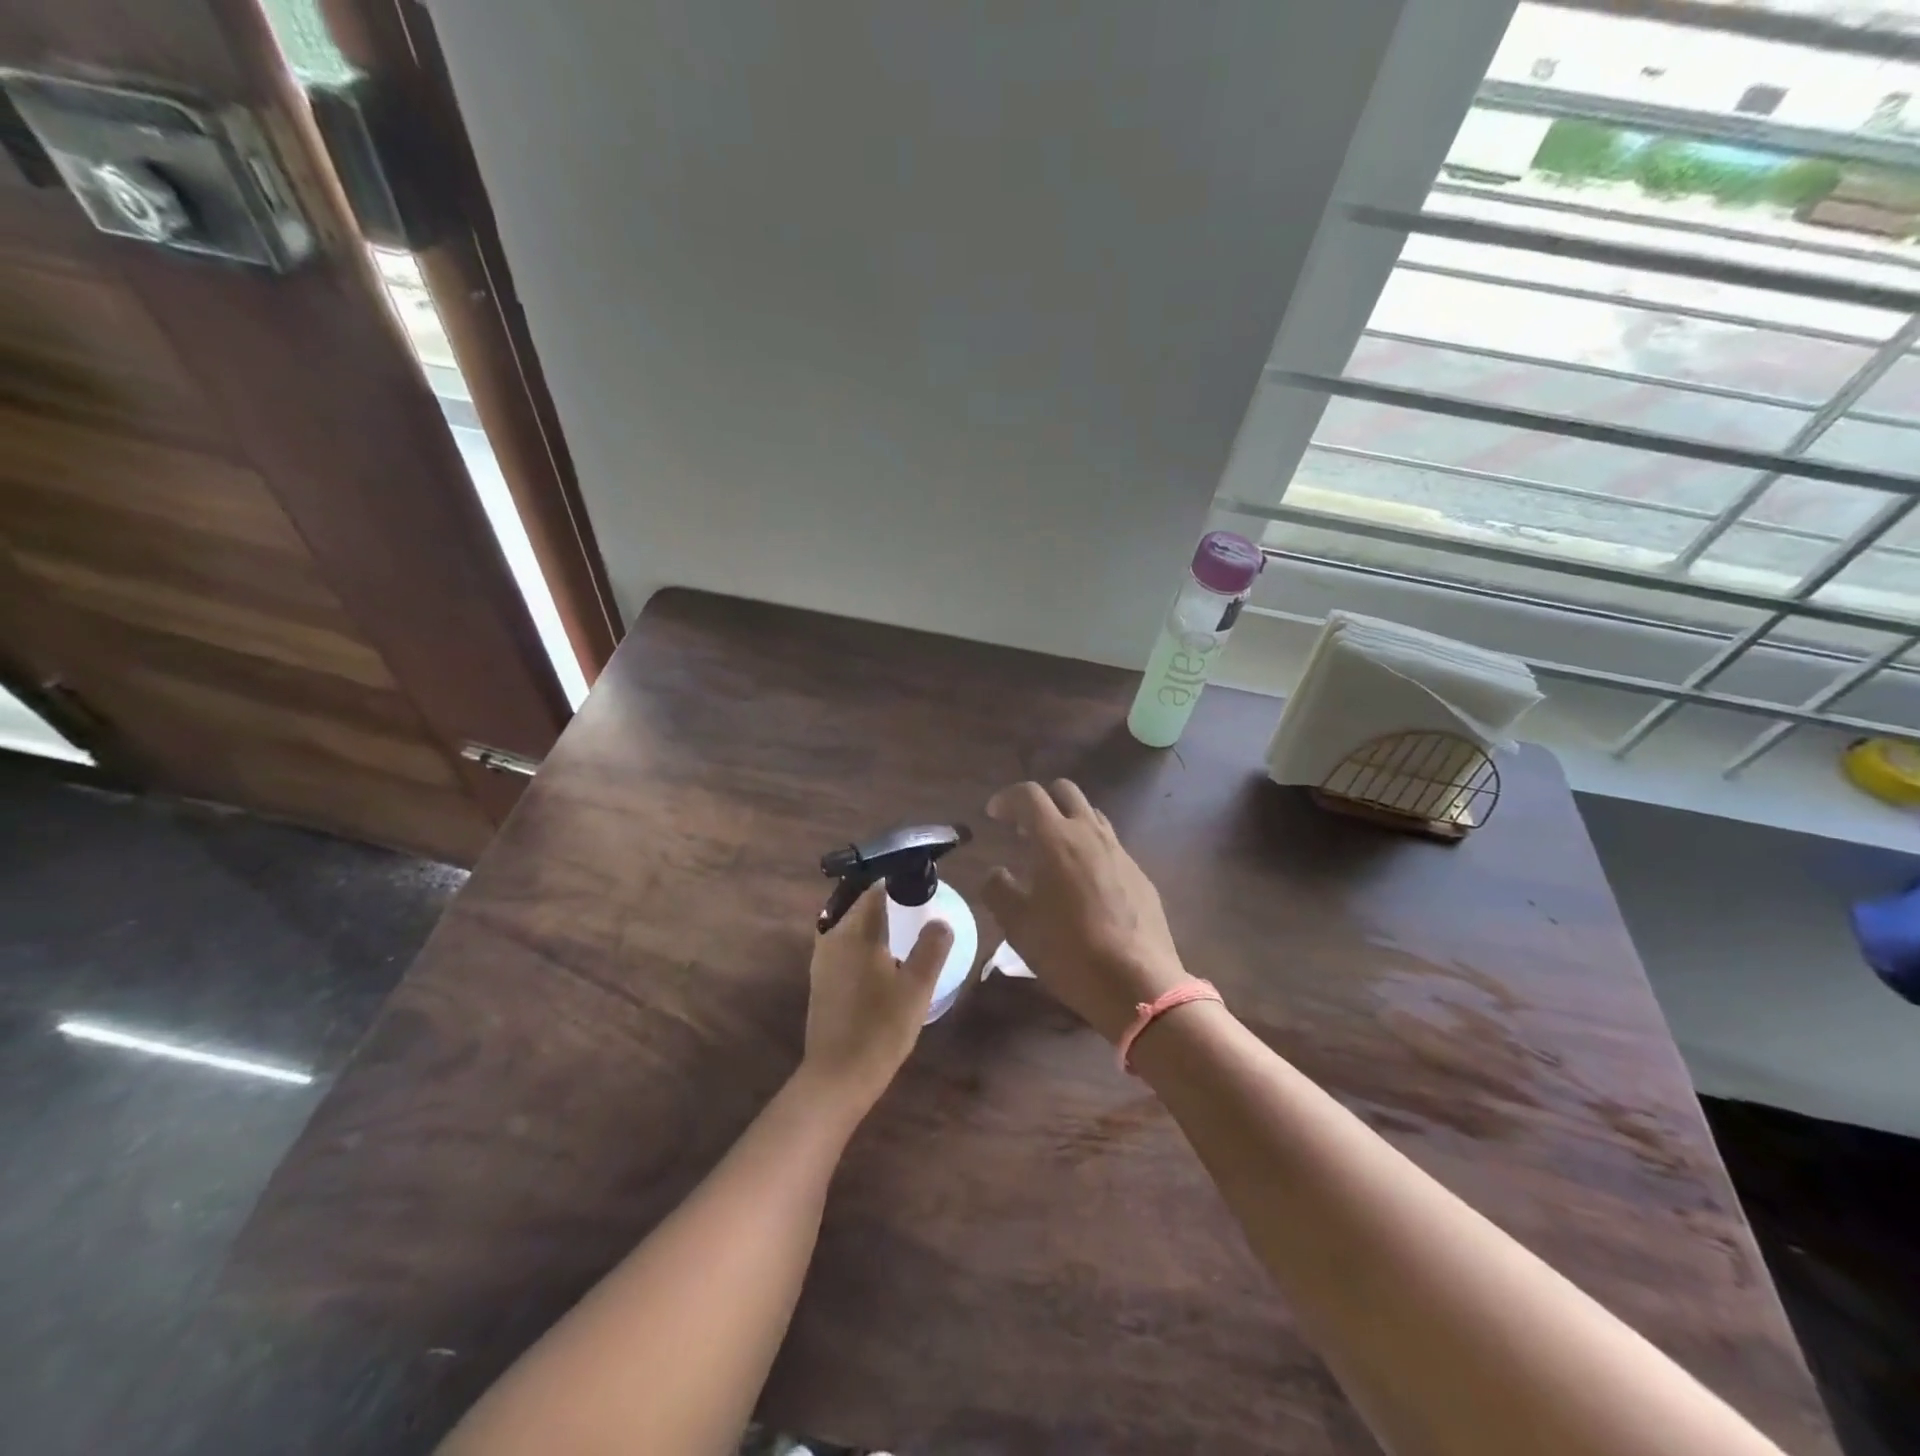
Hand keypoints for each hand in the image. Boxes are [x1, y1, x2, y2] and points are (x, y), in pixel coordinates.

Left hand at [801, 884, 952, 1111]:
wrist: (837, 1078)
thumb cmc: (880, 1028)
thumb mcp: (917, 987)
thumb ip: (931, 948)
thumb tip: (941, 921)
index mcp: (854, 931)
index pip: (874, 888)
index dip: (897, 880)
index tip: (920, 881)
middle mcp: (832, 938)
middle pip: (859, 905)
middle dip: (886, 899)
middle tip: (917, 903)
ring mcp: (822, 961)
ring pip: (850, 926)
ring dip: (874, 922)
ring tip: (904, 927)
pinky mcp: (821, 982)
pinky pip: (845, 946)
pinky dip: (864, 942)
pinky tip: (884, 959)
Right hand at [980, 780, 1189, 1041]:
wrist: (1137, 983)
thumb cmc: (1068, 951)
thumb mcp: (1018, 925)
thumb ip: (998, 890)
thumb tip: (996, 873)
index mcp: (1056, 839)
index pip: (1028, 795)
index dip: (1007, 799)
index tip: (994, 815)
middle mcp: (1090, 834)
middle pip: (1065, 791)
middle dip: (1041, 801)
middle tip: (1025, 829)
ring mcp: (1120, 852)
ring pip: (1091, 816)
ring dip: (1068, 823)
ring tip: (1054, 855)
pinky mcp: (1140, 874)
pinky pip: (1110, 846)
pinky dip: (1090, 850)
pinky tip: (1084, 885)